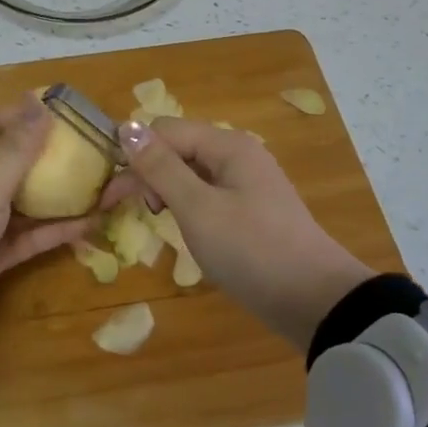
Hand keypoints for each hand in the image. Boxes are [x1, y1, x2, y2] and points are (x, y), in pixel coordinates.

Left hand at [0, 96, 91, 340]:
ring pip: (32, 202)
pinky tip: (94, 221)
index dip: (22, 115)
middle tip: (100, 151)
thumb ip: (16, 150)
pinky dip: (59, 230)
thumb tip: (39, 103)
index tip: (62, 111)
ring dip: (66, 195)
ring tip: (112, 185)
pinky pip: (33, 237)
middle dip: (55, 157)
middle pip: (19, 164)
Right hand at [102, 117, 370, 351]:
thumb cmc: (251, 250)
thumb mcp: (198, 208)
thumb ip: (160, 167)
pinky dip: (187, 205)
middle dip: (148, 172)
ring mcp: (246, 183)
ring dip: (165, 189)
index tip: (113, 194)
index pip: (165, 130)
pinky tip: (182, 227)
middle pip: (177, 147)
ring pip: (190, 172)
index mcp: (227, 146)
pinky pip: (206, 194)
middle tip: (130, 211)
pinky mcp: (250, 210)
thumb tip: (126, 126)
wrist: (314, 300)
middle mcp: (237, 155)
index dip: (134, 154)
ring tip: (157, 219)